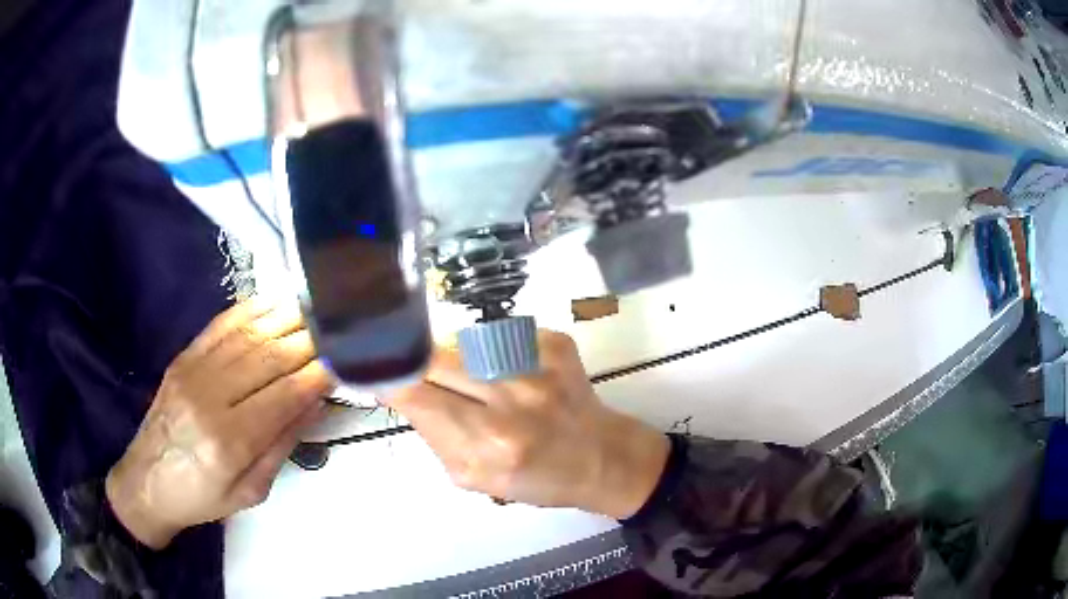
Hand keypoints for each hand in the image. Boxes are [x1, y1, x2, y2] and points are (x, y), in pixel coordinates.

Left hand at [106, 299, 332, 547]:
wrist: (148, 481)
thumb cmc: (203, 497)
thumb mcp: (251, 491)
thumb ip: (281, 444)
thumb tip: (313, 401)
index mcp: (230, 441)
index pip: (284, 395)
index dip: (318, 373)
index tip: (346, 359)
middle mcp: (210, 398)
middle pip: (268, 357)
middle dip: (308, 340)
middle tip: (339, 328)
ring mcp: (192, 371)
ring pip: (247, 335)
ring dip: (285, 318)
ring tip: (315, 308)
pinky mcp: (182, 358)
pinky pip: (221, 325)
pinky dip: (251, 310)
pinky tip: (274, 301)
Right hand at [384, 330, 669, 518]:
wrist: (601, 456)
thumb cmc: (536, 478)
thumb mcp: (474, 479)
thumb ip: (433, 437)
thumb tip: (399, 393)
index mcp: (489, 443)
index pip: (415, 393)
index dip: (388, 378)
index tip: (376, 373)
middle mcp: (512, 397)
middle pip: (434, 358)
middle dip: (417, 364)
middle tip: (418, 374)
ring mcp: (536, 363)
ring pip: (462, 343)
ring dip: (454, 360)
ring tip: (471, 381)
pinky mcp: (554, 342)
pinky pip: (496, 336)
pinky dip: (487, 353)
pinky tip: (507, 375)